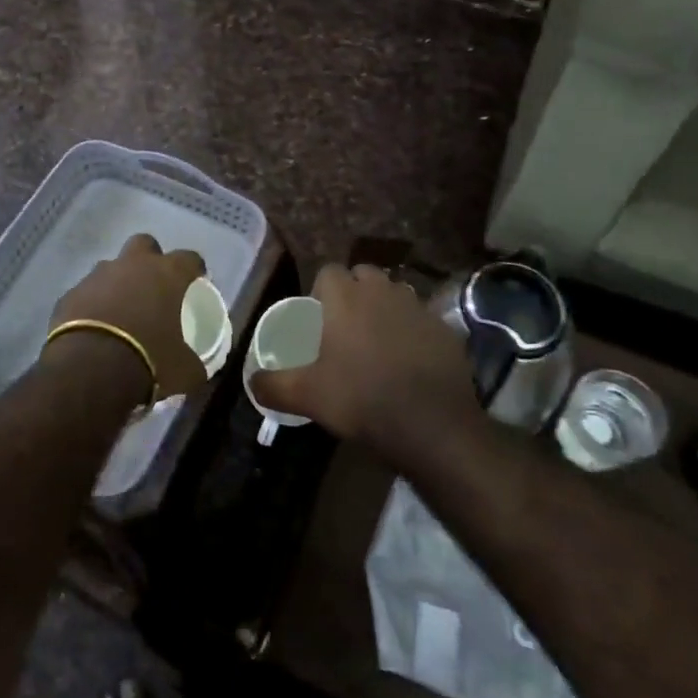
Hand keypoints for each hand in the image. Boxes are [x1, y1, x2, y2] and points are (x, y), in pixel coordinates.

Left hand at [47, 234, 207, 400]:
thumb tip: (197, 368)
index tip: (196, 281)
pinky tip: (94, 328)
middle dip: (150, 259)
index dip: (194, 268)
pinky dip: (92, 304)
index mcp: (166, 274)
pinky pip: (86, 293)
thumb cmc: (148, 362)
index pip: (189, 258)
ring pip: (111, 268)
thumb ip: (194, 362)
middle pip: (144, 244)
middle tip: (154, 285)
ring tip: (121, 312)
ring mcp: (97, 276)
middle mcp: (131, 265)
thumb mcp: (185, 371)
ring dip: (118, 283)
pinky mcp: (70, 294)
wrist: (89, 371)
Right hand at [249, 264, 481, 465]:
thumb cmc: (361, 400)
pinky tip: (411, 360)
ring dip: (386, 306)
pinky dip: (414, 331)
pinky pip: (423, 319)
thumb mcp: (307, 396)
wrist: (432, 426)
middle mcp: (382, 292)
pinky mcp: (445, 329)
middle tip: (347, 326)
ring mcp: (418, 308)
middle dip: (355, 291)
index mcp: (346, 298)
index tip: (319, 316)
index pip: (329, 271)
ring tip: (379, 340)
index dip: (322, 290)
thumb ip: (273, 385)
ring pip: (396, 293)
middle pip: (365, 275)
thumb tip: (251, 383)